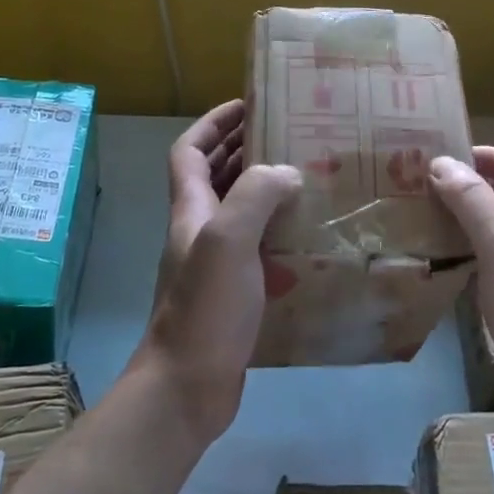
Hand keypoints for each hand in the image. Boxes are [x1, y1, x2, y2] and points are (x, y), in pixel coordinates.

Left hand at [138, 100, 301, 444]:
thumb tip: (286, 171)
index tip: (247, 105)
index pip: (190, 151)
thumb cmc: (205, 309)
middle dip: (241, 148)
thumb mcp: (228, 241)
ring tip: (303, 176)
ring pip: (236, 211)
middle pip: (212, 176)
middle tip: (285, 135)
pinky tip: (306, 238)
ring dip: (261, 189)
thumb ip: (255, 197)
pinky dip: (276, 233)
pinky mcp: (232, 294)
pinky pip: (254, 247)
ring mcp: (213, 264)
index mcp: (191, 211)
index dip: (213, 123)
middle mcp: (198, 231)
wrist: (187, 388)